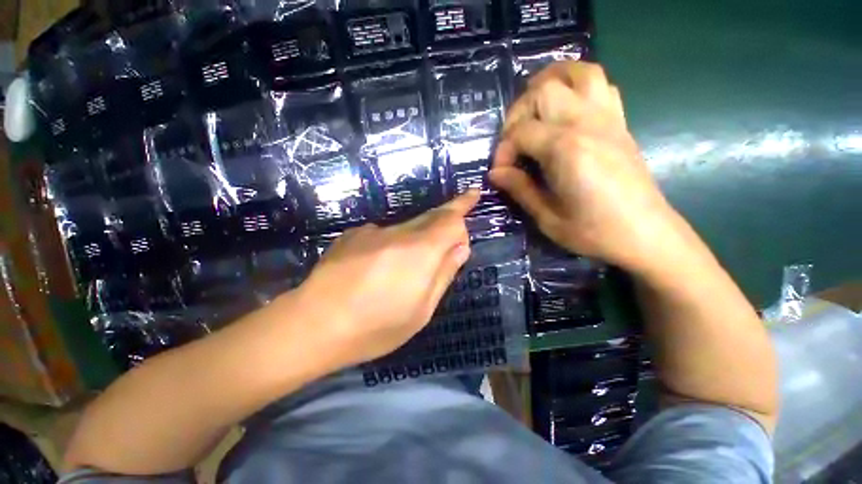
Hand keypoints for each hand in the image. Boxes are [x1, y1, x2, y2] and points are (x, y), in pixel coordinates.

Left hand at [295, 190, 479, 366]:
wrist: (311, 325)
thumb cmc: (374, 327)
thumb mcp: (421, 311)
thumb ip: (443, 274)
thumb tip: (460, 247)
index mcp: (419, 251)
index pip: (450, 218)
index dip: (463, 206)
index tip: (472, 196)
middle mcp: (397, 232)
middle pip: (430, 217)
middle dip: (445, 219)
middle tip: (452, 231)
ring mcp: (372, 231)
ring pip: (407, 227)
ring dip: (418, 240)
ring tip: (405, 271)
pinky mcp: (353, 234)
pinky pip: (384, 234)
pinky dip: (392, 246)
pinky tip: (377, 269)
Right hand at [490, 62, 676, 273]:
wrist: (646, 234)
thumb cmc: (594, 232)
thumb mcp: (547, 217)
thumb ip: (519, 188)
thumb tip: (495, 173)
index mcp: (566, 149)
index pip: (521, 132)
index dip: (503, 150)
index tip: (501, 171)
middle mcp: (587, 123)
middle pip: (544, 90)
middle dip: (519, 111)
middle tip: (513, 139)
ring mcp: (608, 118)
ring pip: (579, 72)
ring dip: (551, 81)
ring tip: (534, 106)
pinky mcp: (620, 123)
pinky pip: (600, 84)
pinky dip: (578, 85)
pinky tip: (566, 108)